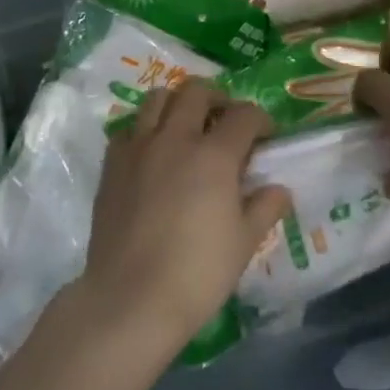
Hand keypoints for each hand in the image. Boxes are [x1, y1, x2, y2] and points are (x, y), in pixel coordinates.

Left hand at [76, 80, 291, 355]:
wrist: (131, 298)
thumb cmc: (198, 273)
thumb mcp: (245, 243)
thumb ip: (264, 208)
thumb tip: (278, 189)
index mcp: (214, 155)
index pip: (244, 115)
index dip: (261, 120)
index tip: (266, 137)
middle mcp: (174, 139)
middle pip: (196, 91)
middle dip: (218, 98)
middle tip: (226, 120)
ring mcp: (138, 148)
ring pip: (157, 99)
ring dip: (178, 104)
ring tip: (187, 127)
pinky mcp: (111, 165)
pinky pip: (129, 129)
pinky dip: (145, 130)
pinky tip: (153, 154)